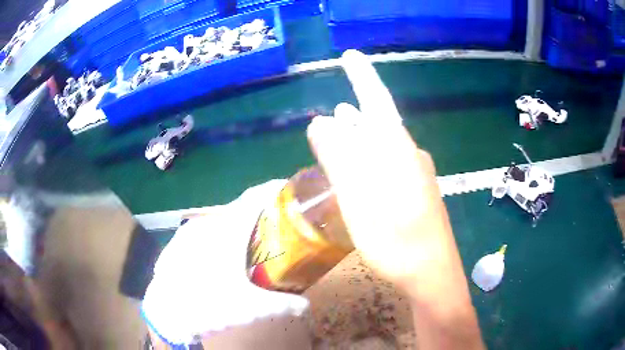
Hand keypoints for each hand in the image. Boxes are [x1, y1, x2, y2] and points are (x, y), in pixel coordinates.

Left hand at [141, 180, 308, 345]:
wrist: (166, 312)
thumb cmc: (209, 305)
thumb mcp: (251, 308)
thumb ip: (283, 305)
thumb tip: (307, 307)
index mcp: (228, 232)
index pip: (255, 198)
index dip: (273, 189)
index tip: (289, 190)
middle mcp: (208, 225)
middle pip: (239, 209)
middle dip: (259, 214)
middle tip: (275, 229)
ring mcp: (189, 233)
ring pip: (219, 223)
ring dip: (237, 228)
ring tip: (248, 247)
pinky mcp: (177, 244)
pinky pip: (203, 234)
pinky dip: (217, 239)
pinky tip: (217, 260)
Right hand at [307, 50, 483, 348]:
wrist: (431, 275)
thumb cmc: (396, 241)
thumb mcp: (359, 201)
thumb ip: (340, 158)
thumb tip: (321, 122)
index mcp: (398, 149)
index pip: (376, 100)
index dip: (362, 75)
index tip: (351, 55)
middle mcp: (411, 154)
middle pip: (377, 125)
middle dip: (353, 118)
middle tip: (331, 117)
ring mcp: (417, 174)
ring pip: (382, 147)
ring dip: (359, 138)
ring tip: (341, 131)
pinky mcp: (417, 192)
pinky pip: (388, 165)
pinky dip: (369, 160)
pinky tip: (361, 167)